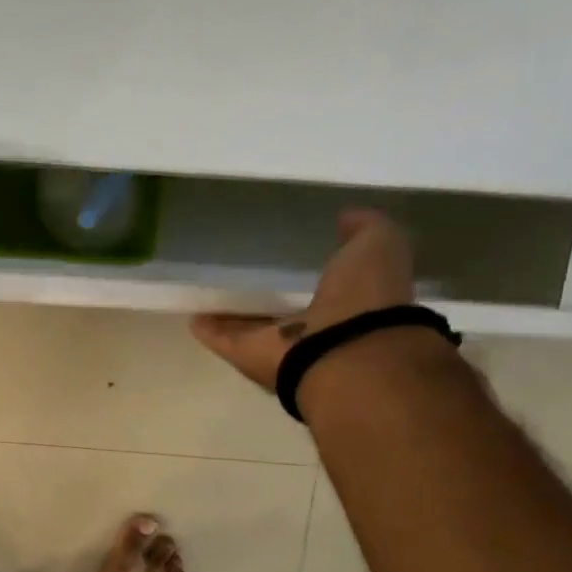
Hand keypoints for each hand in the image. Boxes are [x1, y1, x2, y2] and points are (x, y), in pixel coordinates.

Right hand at [190, 208, 414, 389]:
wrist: (344, 352)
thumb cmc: (366, 296)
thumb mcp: (379, 245)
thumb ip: (365, 229)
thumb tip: (346, 217)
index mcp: (350, 304)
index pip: (330, 286)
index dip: (318, 272)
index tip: (296, 256)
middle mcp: (313, 329)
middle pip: (285, 309)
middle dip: (270, 296)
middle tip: (248, 274)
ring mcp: (278, 345)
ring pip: (253, 326)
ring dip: (235, 315)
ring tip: (213, 293)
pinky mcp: (245, 354)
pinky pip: (223, 338)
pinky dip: (208, 329)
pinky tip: (192, 315)